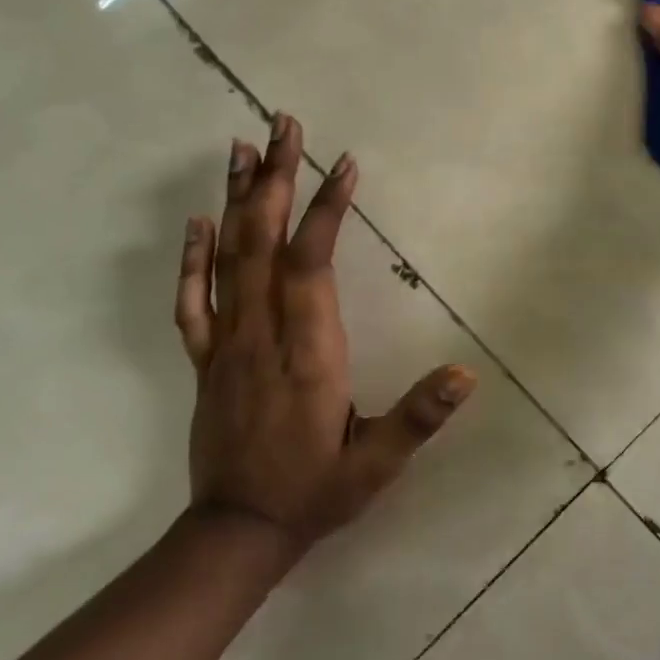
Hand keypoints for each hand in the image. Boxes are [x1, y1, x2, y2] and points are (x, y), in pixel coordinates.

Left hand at [174, 114, 475, 543]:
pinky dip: (192, 257)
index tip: (343, 164)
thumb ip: (418, 417)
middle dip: (274, 179)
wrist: (236, 535)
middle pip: (263, 242)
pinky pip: (193, 301)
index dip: (325, 210)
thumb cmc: (315, 492)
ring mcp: (226, 345)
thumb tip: (466, 374)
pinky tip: (198, 221)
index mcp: (307, 352)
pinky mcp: (205, 360)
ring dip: (236, 199)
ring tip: (241, 148)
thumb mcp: (377, 466)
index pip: (311, 265)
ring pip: (227, 259)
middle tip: (283, 124)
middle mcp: (260, 336)